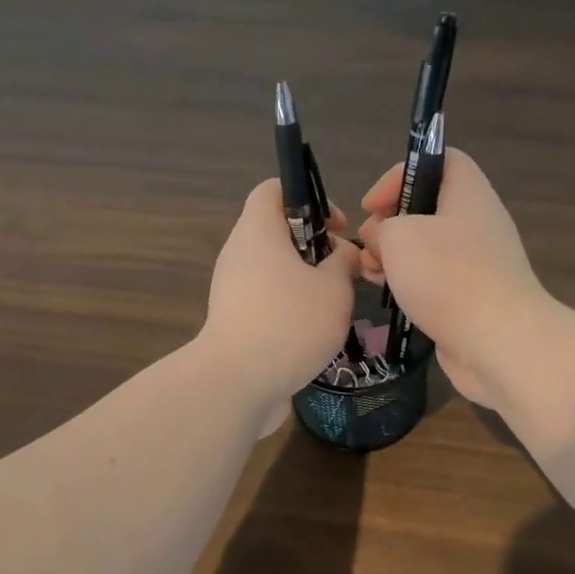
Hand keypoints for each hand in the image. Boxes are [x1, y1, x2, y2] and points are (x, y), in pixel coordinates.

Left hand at [202, 179, 358, 436]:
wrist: (237, 384)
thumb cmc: (289, 323)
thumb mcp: (334, 289)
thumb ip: (343, 264)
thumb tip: (343, 254)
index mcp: (258, 231)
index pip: (273, 189)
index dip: (308, 197)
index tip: (336, 227)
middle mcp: (238, 254)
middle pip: (276, 233)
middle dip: (314, 248)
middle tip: (343, 272)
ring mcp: (231, 291)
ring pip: (273, 271)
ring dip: (305, 283)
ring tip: (334, 306)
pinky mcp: (233, 323)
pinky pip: (266, 302)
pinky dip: (290, 309)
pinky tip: (314, 335)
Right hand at [357, 148, 549, 408]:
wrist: (498, 341)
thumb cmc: (447, 276)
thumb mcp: (398, 236)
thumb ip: (382, 228)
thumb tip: (383, 240)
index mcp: (468, 193)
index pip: (439, 159)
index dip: (401, 173)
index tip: (372, 205)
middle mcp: (478, 222)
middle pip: (428, 206)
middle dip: (390, 222)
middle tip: (369, 244)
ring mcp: (478, 263)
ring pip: (428, 246)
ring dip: (395, 255)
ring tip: (371, 273)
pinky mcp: (473, 298)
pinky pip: (436, 279)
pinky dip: (411, 283)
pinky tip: (390, 296)